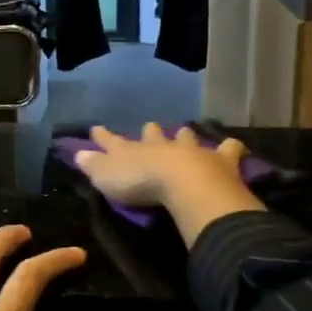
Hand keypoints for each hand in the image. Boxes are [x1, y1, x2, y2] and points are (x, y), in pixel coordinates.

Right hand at [73, 124, 265, 245]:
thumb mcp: (106, 177)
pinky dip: (230, 148)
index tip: (96, 128)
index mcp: (132, 151)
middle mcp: (160, 146)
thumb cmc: (139, 182)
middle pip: (152, 134)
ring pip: (186, 137)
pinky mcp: (219, 160)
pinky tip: (233, 146)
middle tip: (150, 127)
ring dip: (185, 135)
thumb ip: (93, 165)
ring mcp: (190, 150)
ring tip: (186, 132)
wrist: (183, 183)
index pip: (112, 141)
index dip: (103, 136)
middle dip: (150, 131)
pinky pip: (228, 149)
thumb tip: (78, 153)